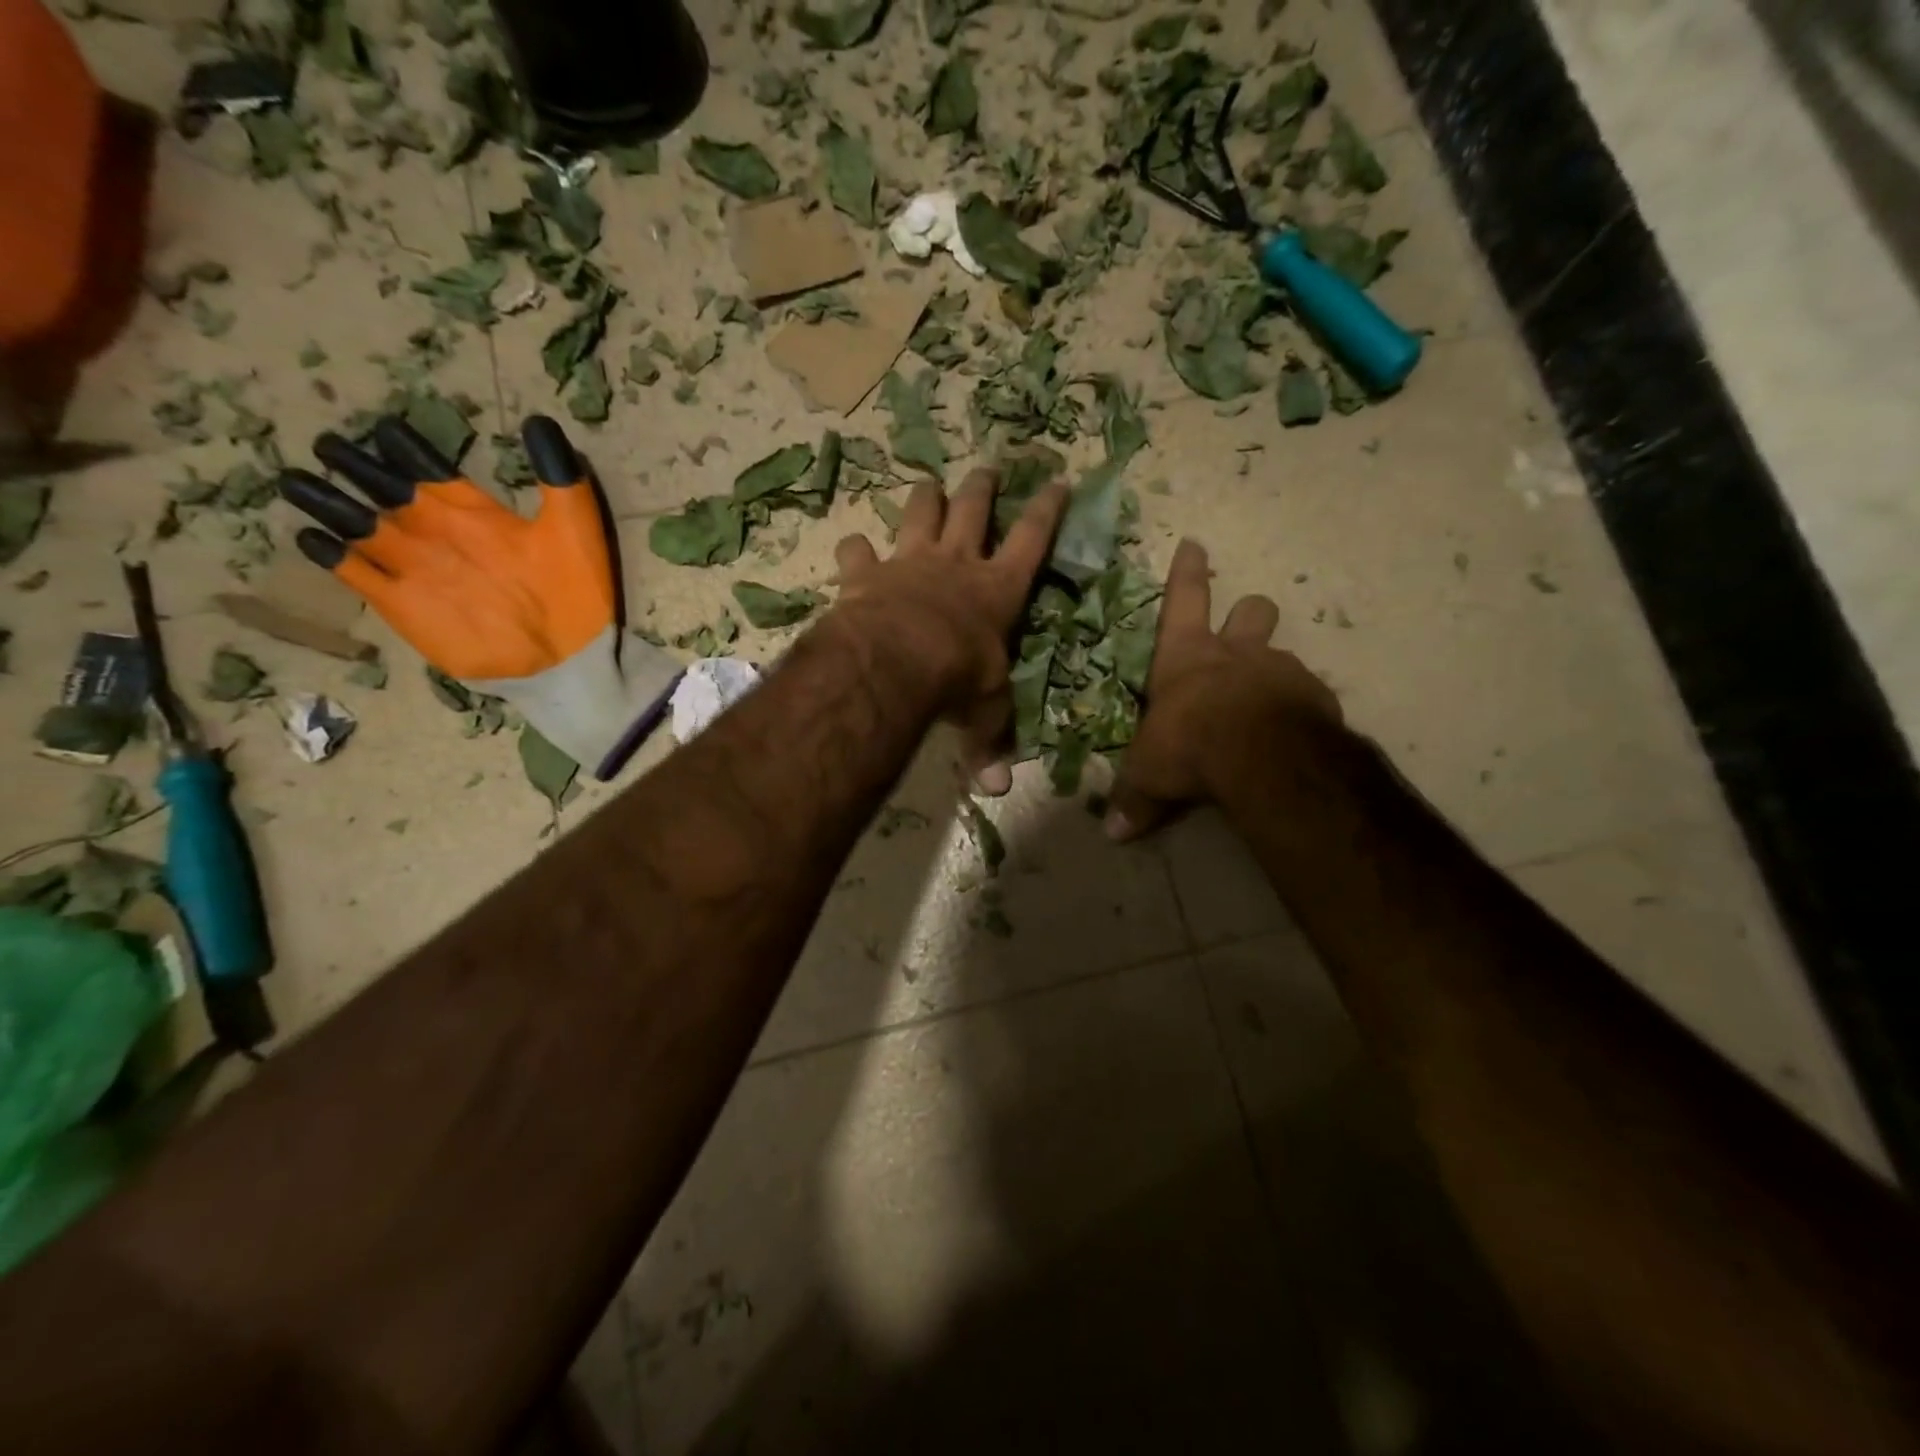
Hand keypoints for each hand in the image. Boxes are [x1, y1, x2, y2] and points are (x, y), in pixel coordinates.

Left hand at [278, 415, 679, 777]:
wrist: (559, 666)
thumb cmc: (573, 598)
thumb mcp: (581, 532)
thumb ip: (560, 477)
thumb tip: (540, 423)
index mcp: (472, 513)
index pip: (424, 466)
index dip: (399, 445)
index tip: (379, 429)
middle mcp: (429, 534)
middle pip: (378, 489)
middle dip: (350, 463)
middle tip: (326, 446)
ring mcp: (408, 571)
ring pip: (352, 524)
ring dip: (321, 499)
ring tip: (295, 482)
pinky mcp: (400, 608)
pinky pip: (350, 572)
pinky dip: (326, 551)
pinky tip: (312, 538)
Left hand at [833, 467, 1068, 794]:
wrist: (897, 659)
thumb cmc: (956, 678)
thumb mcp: (983, 710)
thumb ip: (989, 741)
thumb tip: (996, 791)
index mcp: (998, 589)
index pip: (1033, 539)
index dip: (1048, 510)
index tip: (1058, 481)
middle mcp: (957, 564)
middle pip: (974, 510)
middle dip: (984, 487)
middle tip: (989, 468)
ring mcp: (910, 562)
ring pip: (920, 512)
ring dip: (925, 497)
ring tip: (928, 483)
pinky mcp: (867, 573)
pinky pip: (857, 551)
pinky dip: (854, 549)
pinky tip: (851, 547)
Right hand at [1106, 539, 1341, 839]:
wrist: (1259, 755)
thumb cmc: (1188, 744)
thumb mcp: (1149, 775)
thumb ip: (1134, 799)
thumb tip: (1113, 834)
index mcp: (1187, 657)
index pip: (1184, 600)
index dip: (1187, 573)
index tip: (1194, 543)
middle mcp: (1237, 654)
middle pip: (1252, 610)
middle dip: (1248, 614)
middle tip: (1244, 631)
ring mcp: (1281, 671)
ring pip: (1283, 651)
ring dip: (1273, 669)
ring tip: (1266, 702)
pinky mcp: (1317, 698)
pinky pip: (1309, 694)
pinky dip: (1299, 708)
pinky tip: (1292, 734)